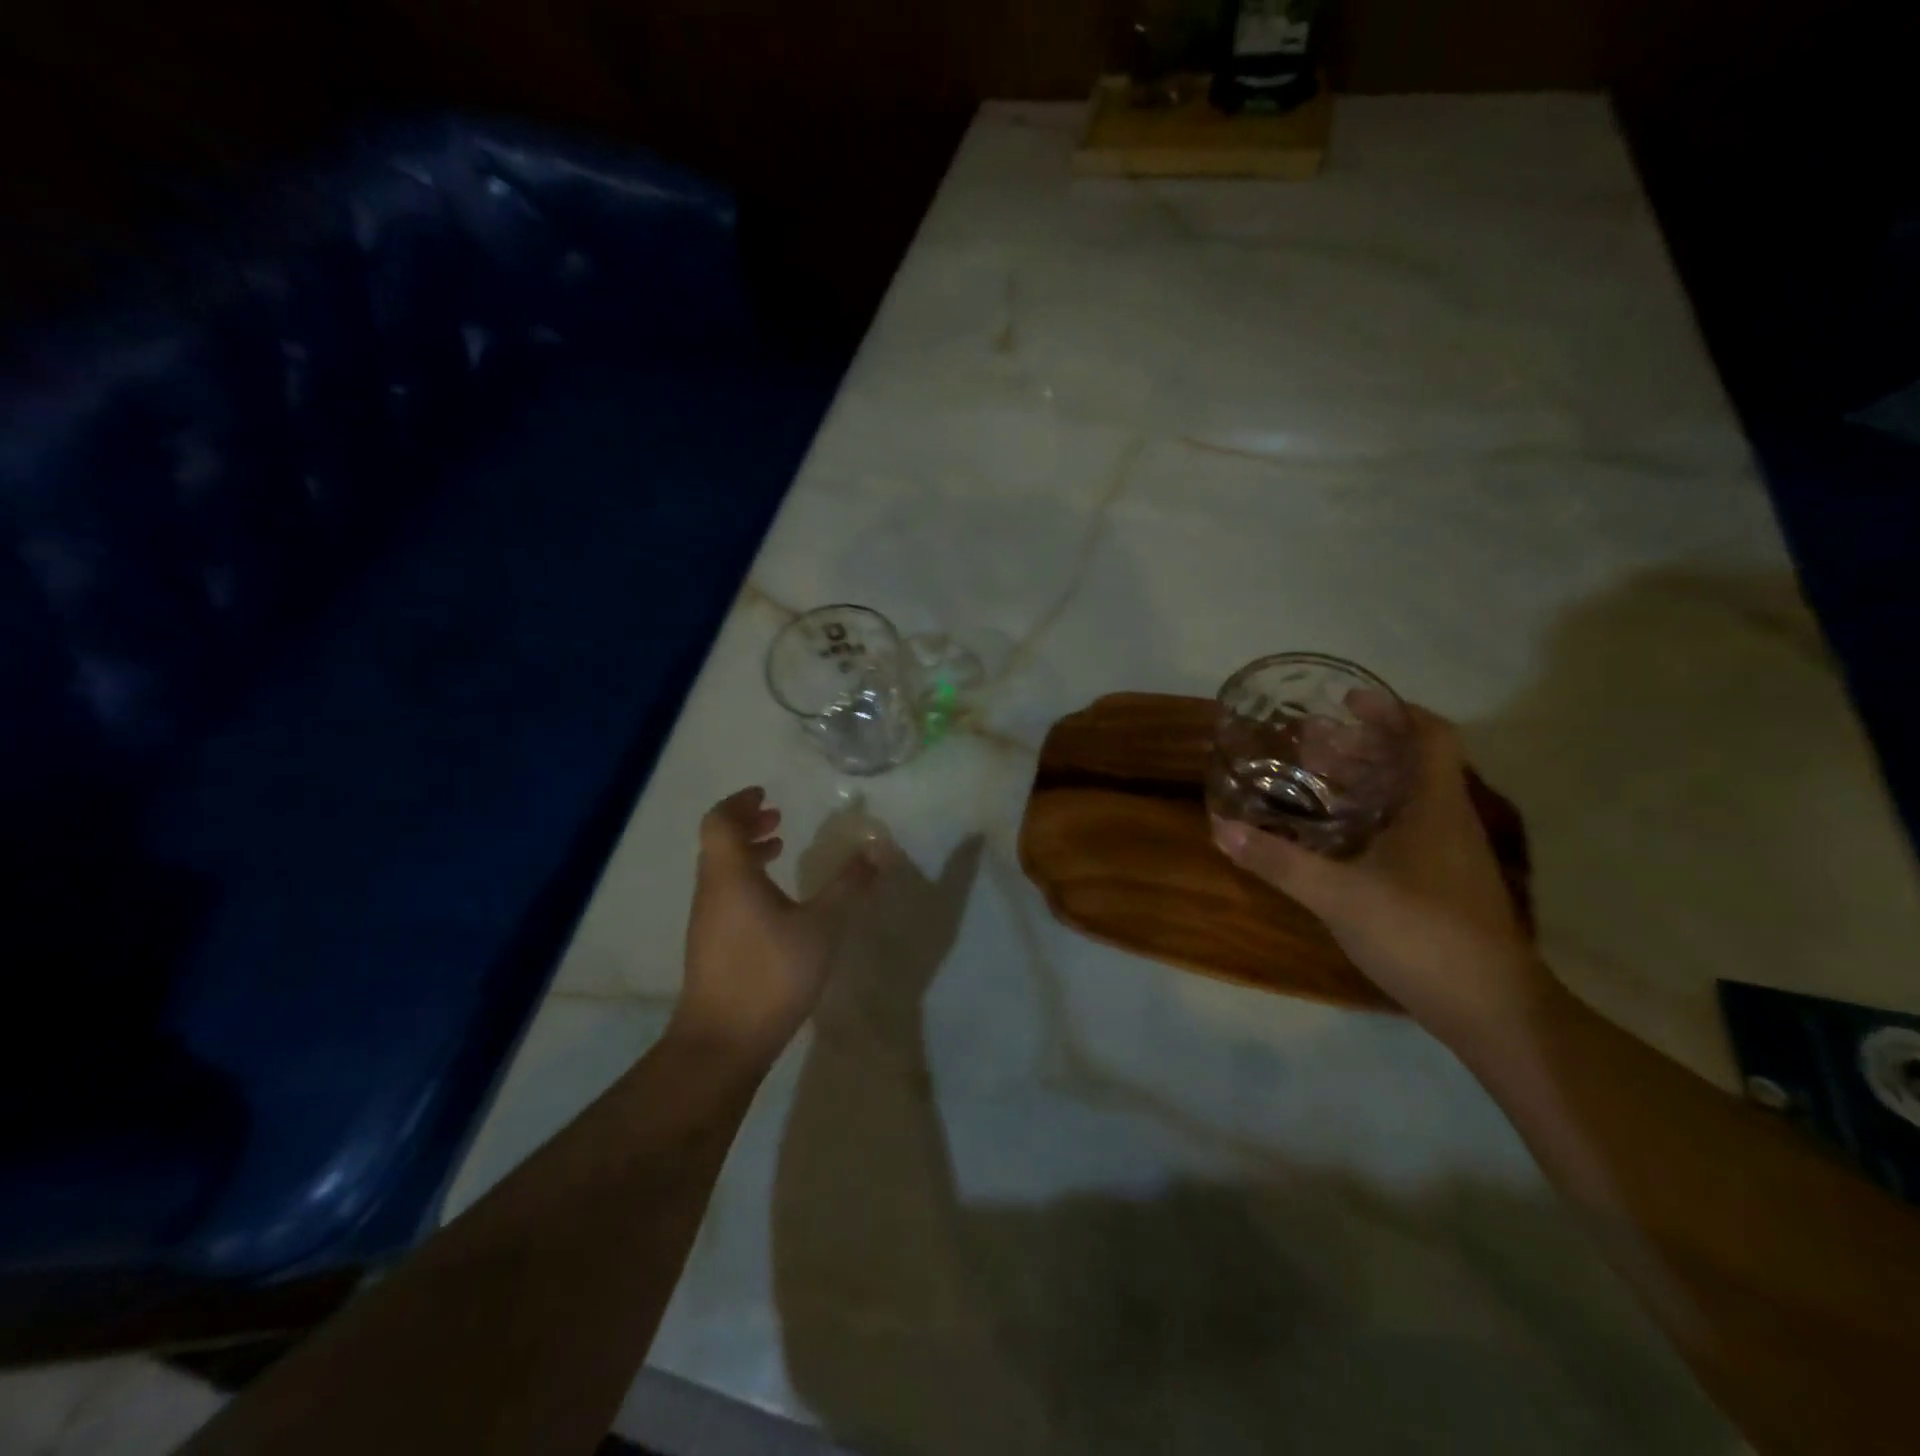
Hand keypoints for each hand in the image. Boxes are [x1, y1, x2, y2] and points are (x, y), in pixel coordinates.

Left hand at [671, 787, 877, 1065]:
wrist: (722, 1043)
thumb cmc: (771, 975)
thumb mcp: (821, 927)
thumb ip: (847, 888)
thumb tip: (874, 852)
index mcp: (731, 876)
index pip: (720, 821)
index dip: (739, 802)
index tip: (765, 794)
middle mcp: (711, 891)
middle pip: (718, 842)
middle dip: (747, 823)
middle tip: (777, 816)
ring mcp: (706, 920)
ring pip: (721, 869)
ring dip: (747, 852)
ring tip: (780, 849)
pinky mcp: (710, 945)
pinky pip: (725, 893)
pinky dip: (747, 879)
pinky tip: (776, 902)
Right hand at [1211, 707, 1542, 1039]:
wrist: (1491, 1010)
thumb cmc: (1422, 935)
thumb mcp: (1339, 895)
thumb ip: (1279, 861)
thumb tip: (1221, 828)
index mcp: (1434, 806)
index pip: (1430, 734)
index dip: (1393, 709)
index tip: (1347, 701)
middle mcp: (1447, 820)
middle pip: (1411, 762)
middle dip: (1362, 743)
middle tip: (1309, 741)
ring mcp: (1448, 855)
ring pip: (1406, 797)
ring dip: (1364, 780)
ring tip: (1313, 779)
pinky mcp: (1441, 884)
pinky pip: (1403, 829)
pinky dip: (1368, 817)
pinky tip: (1334, 836)